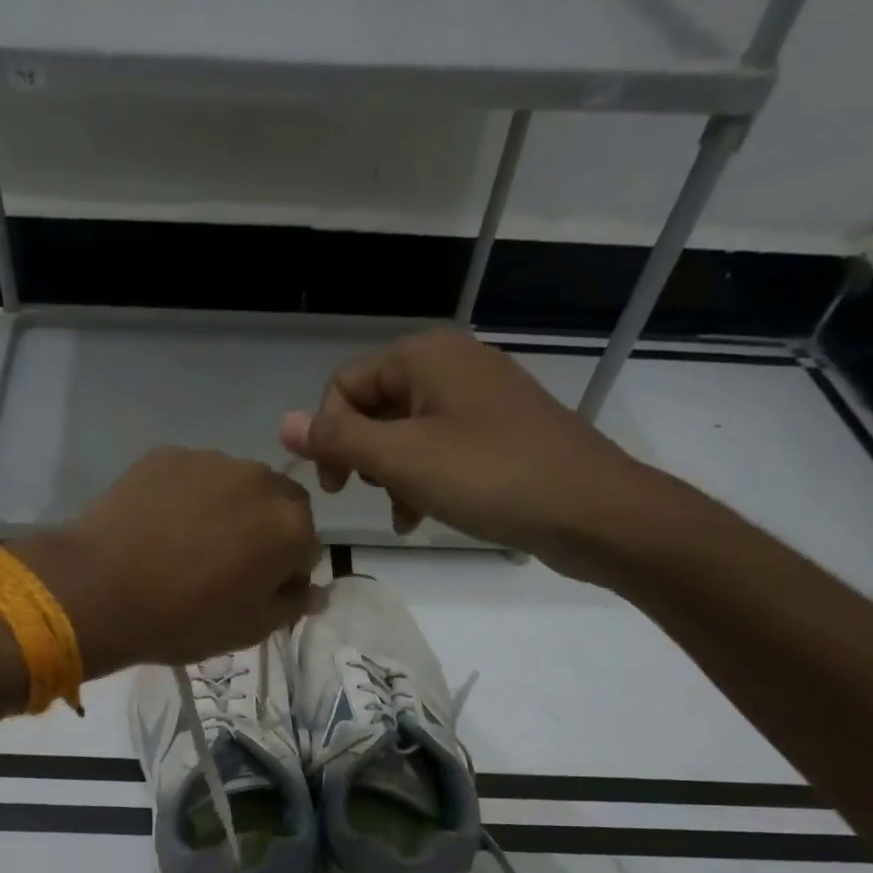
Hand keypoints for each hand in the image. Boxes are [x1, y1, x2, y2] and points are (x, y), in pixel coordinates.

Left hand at [16, 447, 322, 675]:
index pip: (307, 548)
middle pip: (278, 506)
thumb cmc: (185, 618)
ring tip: (186, 544)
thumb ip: (292, 604)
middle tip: (226, 565)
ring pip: (235, 486)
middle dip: (264, 531)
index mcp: (291, 526)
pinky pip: (192, 477)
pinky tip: (158, 526)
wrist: (101, 589)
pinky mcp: (167, 455)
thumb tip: (316, 591)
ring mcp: (211, 460)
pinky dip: (187, 496)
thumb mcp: (250, 629)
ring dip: (227, 509)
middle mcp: (261, 480)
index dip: (285, 573)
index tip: (256, 593)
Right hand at [278, 328, 659, 580]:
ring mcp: (479, 397)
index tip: (336, 488)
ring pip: (406, 432)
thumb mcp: (402, 459)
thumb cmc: (490, 477)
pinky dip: (423, 478)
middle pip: (375, 406)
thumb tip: (282, 423)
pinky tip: (423, 515)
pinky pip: (440, 447)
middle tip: (371, 497)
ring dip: (391, 475)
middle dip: (364, 457)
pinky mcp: (499, 430)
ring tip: (402, 515)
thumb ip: (340, 439)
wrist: (590, 509)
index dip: (328, 436)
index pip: (344, 386)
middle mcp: (450, 364)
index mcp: (424, 357)